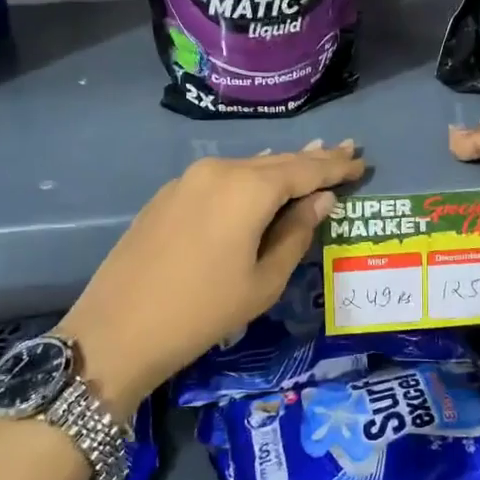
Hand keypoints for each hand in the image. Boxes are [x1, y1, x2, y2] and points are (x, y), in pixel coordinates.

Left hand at [58, 141, 364, 415]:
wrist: (117, 330)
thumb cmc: (203, 311)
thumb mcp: (263, 281)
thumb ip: (297, 233)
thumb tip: (321, 200)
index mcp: (247, 188)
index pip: (304, 170)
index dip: (335, 167)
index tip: (361, 160)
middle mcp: (219, 169)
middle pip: (277, 161)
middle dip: (313, 159)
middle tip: (346, 150)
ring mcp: (189, 178)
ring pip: (248, 167)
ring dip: (281, 167)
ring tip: (314, 158)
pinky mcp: (169, 194)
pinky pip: (223, 177)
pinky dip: (250, 178)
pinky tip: (263, 180)